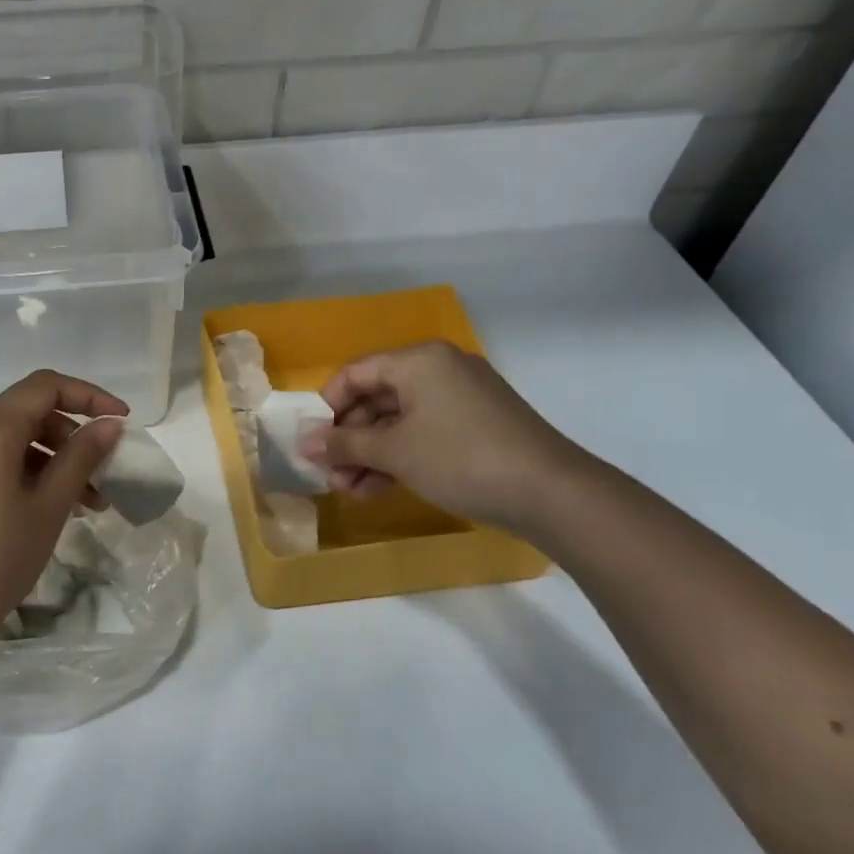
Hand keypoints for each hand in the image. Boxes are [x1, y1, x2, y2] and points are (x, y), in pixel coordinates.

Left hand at [0, 371, 125, 659]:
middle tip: (101, 478)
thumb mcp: (48, 508)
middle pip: (25, 414)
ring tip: (78, 505)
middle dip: (69, 438)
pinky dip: (17, 472)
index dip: (89, 396)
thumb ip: (81, 458)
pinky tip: (37, 509)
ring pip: (5, 441)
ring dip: (46, 461)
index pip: (45, 387)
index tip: (121, 421)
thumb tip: (109, 425)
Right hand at [300, 342, 586, 531]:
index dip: (327, 407)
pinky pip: (423, 432)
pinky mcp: (475, 425)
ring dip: (370, 454)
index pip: (355, 373)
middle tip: (330, 474)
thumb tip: (304, 445)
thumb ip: (344, 445)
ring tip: (349, 490)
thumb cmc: (459, 458)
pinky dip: (399, 457)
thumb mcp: (394, 452)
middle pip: (376, 398)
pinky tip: (378, 489)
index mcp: (418, 360)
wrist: (550, 492)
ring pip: (398, 420)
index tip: (313, 442)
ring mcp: (460, 397)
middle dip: (349, 439)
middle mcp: (439, 369)